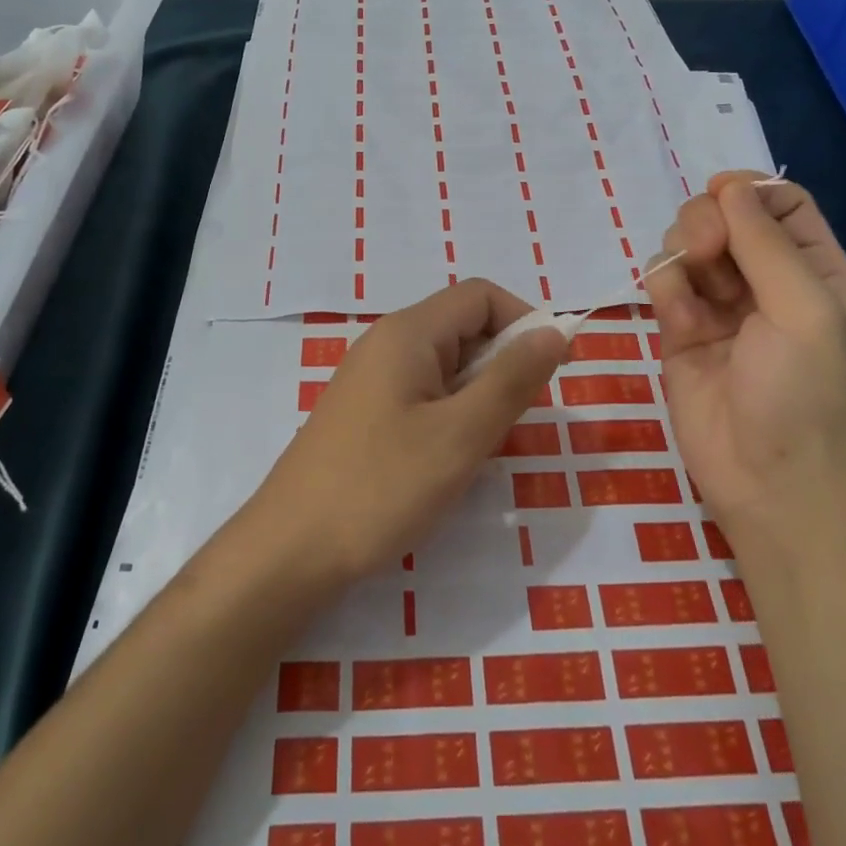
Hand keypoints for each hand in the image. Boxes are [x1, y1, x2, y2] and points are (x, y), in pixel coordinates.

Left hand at [247, 279, 566, 585]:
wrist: (290, 550)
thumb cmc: (381, 487)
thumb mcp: (461, 435)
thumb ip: (512, 379)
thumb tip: (555, 331)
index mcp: (408, 333)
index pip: (481, 296)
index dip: (525, 322)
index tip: (553, 372)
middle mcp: (386, 343)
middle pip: (462, 326)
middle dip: (503, 362)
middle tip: (517, 420)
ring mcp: (371, 379)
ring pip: (445, 364)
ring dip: (478, 393)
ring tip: (483, 445)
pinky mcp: (364, 413)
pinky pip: (422, 393)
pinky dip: (451, 413)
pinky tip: (449, 458)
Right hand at [646, 172, 845, 538]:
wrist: (771, 485)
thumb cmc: (804, 395)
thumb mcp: (804, 309)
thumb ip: (765, 243)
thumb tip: (729, 186)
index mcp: (813, 270)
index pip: (780, 202)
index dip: (749, 191)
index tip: (720, 195)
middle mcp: (766, 281)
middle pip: (725, 216)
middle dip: (706, 221)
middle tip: (703, 249)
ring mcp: (720, 306)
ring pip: (687, 245)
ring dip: (680, 252)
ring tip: (688, 288)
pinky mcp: (680, 331)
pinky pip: (664, 283)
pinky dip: (664, 287)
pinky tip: (676, 319)